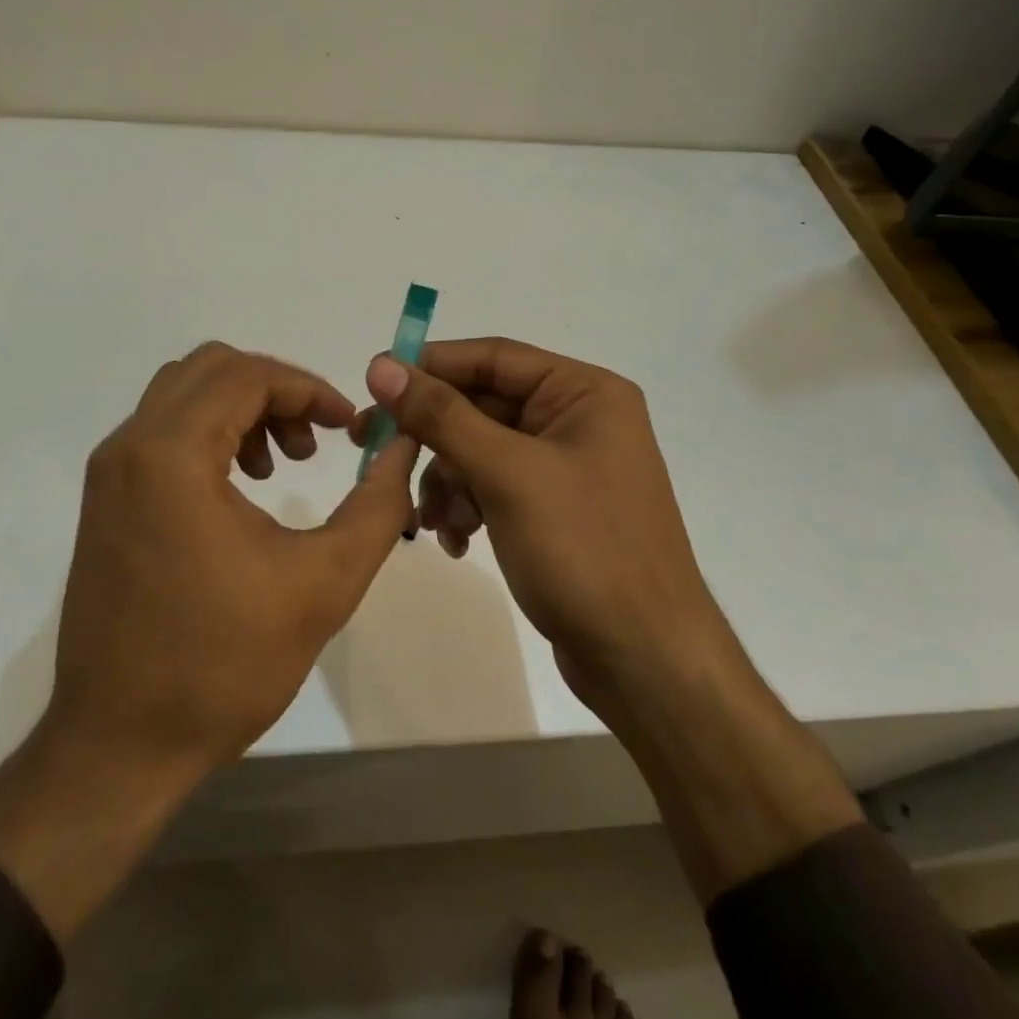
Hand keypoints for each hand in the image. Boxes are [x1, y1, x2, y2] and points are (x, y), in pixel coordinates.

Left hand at [0, 342, 416, 942]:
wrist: (117, 747)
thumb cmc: (223, 664)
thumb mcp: (324, 582)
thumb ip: (377, 506)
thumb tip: (402, 447)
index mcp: (171, 454)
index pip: (248, 375)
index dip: (309, 388)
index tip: (349, 426)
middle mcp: (129, 446)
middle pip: (211, 369)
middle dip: (276, 391)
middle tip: (316, 440)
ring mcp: (109, 473)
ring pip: (183, 396)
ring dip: (242, 409)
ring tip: (283, 464)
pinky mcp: (105, 501)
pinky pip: (163, 433)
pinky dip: (210, 435)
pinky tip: (242, 488)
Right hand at [359, 338, 729, 685]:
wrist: (645, 660)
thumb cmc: (584, 549)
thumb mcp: (507, 473)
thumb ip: (442, 415)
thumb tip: (381, 365)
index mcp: (584, 392)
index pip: (493, 358)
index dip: (430, 365)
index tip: (374, 381)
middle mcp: (577, 420)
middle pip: (482, 406)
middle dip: (433, 436)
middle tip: (374, 447)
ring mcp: (565, 467)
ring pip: (480, 450)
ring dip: (447, 480)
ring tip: (431, 521)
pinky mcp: (553, 509)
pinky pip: (493, 487)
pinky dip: (467, 507)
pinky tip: (455, 541)